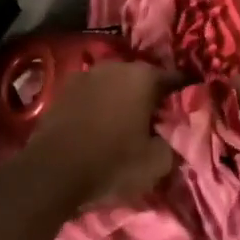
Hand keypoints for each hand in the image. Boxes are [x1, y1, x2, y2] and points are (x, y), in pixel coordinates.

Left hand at [25, 60, 178, 206]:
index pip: (175, 79)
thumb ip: (174, 141)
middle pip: (143, 78)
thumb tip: (175, 133)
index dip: (184, 95)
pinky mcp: (62, 90)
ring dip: (122, 99)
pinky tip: (100, 125)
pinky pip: (92, 95)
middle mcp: (115, 66)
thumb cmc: (112, 163)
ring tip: (127, 124)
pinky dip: (99, 106)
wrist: (51, 172)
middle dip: (151, 96)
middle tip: (157, 120)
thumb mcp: (157, 163)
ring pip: (114, 84)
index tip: (188, 110)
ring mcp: (85, 75)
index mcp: (143, 77)